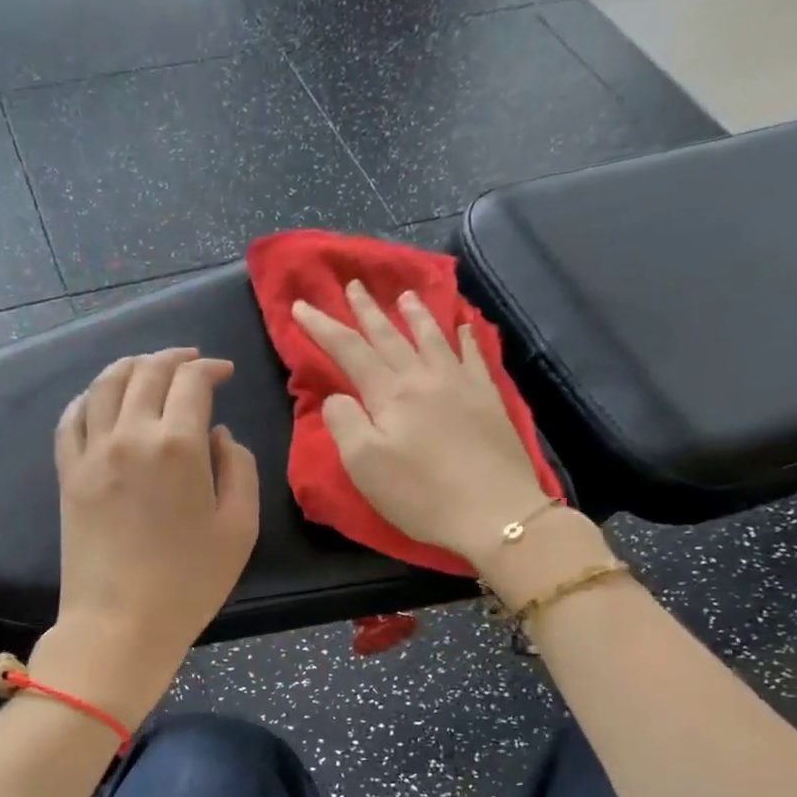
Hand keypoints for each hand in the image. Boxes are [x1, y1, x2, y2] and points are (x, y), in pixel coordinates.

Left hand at [33, 348, 258, 726]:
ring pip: (105, 384)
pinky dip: (89, 397)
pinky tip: (102, 399)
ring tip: (148, 367)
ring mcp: (92, 453)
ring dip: (131, 366)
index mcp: (178, 445)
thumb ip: (239, 468)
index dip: (210, 368)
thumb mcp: (240, 528)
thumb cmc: (189, 583)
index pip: (191, 381)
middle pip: (147, 372)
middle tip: (191, 362)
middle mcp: (130, 435)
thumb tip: (218, 435)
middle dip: (174, 358)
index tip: (224, 373)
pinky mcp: (68, 474)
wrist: (120, 624)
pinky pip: (71, 418)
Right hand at [291, 281, 551, 567]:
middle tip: (353, 284)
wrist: (494, 512)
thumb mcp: (364, 465)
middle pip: (389, 336)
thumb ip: (344, 423)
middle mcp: (424, 377)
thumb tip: (337, 397)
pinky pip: (474, 356)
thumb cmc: (420, 494)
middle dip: (366, 310)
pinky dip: (465, 337)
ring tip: (405, 295)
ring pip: (432, 338)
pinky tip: (463, 327)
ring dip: (414, 315)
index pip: (349, 350)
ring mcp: (461, 384)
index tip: (301, 306)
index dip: (322, 327)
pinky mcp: (488, 399)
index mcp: (389, 393)